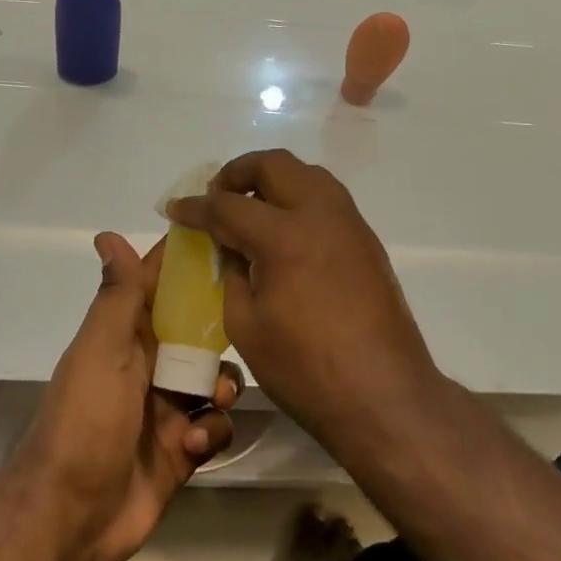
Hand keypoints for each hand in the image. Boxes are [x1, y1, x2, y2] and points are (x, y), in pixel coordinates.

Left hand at [10, 233, 241, 560]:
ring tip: (212, 401)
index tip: (231, 240)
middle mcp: (149, 364)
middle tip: (245, 329)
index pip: (162, 285)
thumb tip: (107, 233)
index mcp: (127, 334)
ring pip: (214, 378)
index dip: (191, 262)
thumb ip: (117, 295)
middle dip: (222, 331)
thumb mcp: (101, 349)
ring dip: (222, 386)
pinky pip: (215, 425)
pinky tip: (194, 443)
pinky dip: (213, 430)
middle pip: (199, 331)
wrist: (70, 516)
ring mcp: (167, 408)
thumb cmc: (86, 419)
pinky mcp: (182, 448)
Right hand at [167, 150, 439, 447]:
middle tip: (217, 198)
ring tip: (250, 209)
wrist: (383, 395)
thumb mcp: (246, 325)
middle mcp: (320, 214)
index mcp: (284, 236)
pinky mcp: (366, 239)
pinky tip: (284, 231)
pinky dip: (298, 198)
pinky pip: (326, 197)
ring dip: (272, 180)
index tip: (176, 210)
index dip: (196, 208)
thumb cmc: (306, 369)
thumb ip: (231, 273)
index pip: (228, 206)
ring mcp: (349, 223)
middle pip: (273, 165)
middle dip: (237, 174)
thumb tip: (230, 247)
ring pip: (306, 173)